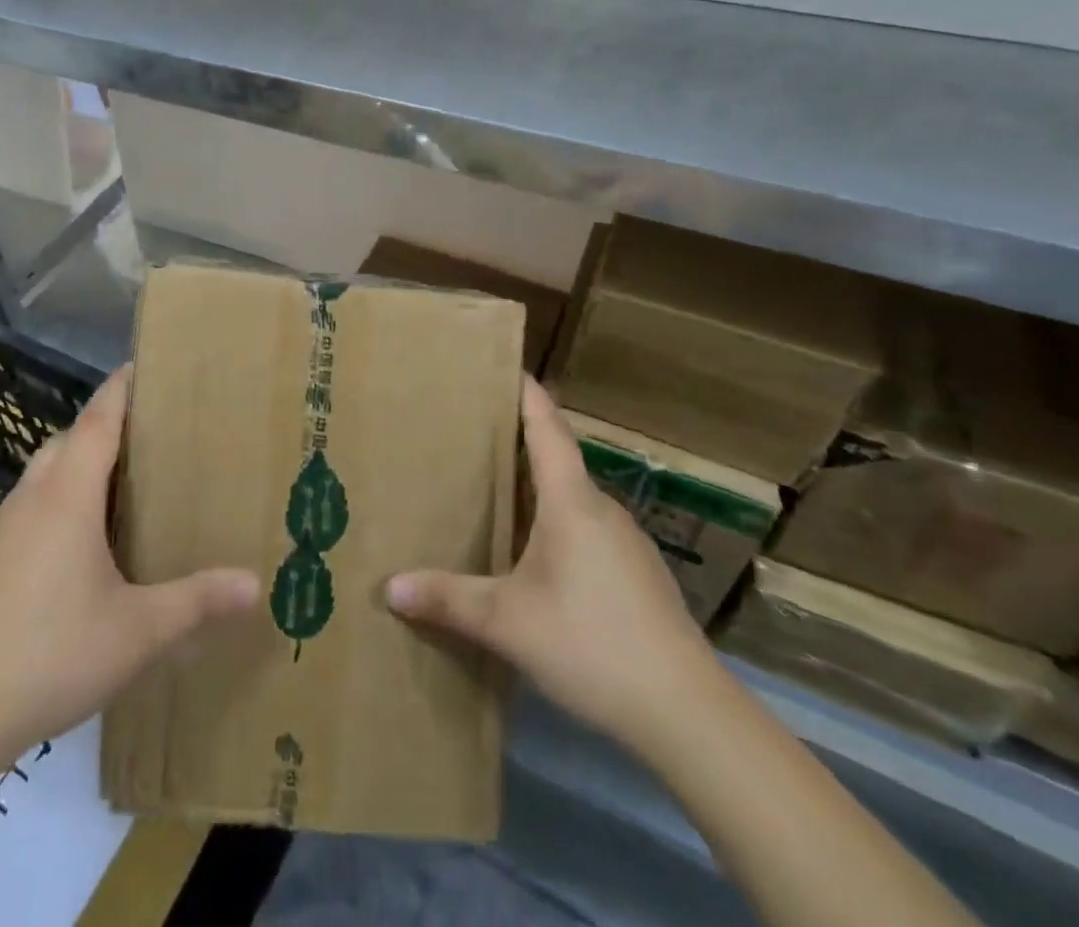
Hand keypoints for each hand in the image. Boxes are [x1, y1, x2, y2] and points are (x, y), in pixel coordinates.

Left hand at [0, 368, 258, 762]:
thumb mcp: (138, 631)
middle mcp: (32, 499)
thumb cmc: (52, 654)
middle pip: (66, 439)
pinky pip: (28, 506)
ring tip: (116, 484)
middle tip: (146, 434)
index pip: (96, 420)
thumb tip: (256, 584)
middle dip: (102, 425)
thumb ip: (197, 602)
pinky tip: (76, 544)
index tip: (142, 366)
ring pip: (42, 472)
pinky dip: (56, 499)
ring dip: (75, 461)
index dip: (119, 389)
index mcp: (69, 497)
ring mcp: (2, 529)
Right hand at [388, 376, 717, 750]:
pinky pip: (586, 529)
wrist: (689, 715)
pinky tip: (533, 555)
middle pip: (558, 458)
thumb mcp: (508, 623)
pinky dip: (554, 523)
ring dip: (536, 488)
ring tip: (492, 490)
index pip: (548, 427)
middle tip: (470, 433)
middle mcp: (602, 510)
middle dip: (517, 441)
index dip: (526, 392)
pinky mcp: (636, 575)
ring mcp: (625, 543)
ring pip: (572, 498)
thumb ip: (448, 599)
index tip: (504, 364)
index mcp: (572, 501)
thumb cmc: (593, 643)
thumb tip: (388, 586)